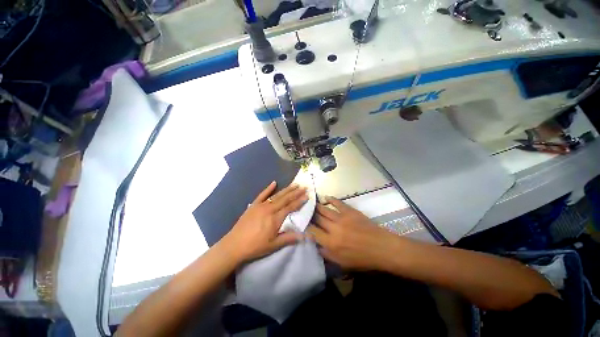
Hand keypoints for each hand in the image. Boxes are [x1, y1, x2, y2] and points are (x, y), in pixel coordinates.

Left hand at [221, 181, 306, 263]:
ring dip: (286, 189)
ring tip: (295, 184)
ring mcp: (261, 205)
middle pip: (285, 199)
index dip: (299, 201)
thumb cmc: (255, 246)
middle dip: (296, 192)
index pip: (290, 207)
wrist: (234, 245)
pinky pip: (262, 194)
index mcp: (275, 218)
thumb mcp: (273, 245)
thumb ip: (289, 238)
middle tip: (304, 187)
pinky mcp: (253, 205)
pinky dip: (268, 188)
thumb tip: (304, 236)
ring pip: (277, 195)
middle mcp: (269, 209)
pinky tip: (274, 182)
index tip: (307, 195)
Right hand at [307, 198, 398, 270]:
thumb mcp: (343, 264)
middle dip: (309, 214)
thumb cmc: (363, 259)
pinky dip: (331, 199)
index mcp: (331, 243)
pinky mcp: (350, 211)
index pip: (313, 232)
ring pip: (325, 210)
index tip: (302, 223)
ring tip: (310, 202)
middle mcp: (333, 228)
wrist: (382, 248)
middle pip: (317, 219)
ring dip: (317, 206)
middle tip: (304, 210)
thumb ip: (327, 255)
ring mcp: (342, 218)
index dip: (306, 227)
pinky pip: (338, 203)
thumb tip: (316, 245)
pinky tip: (326, 197)